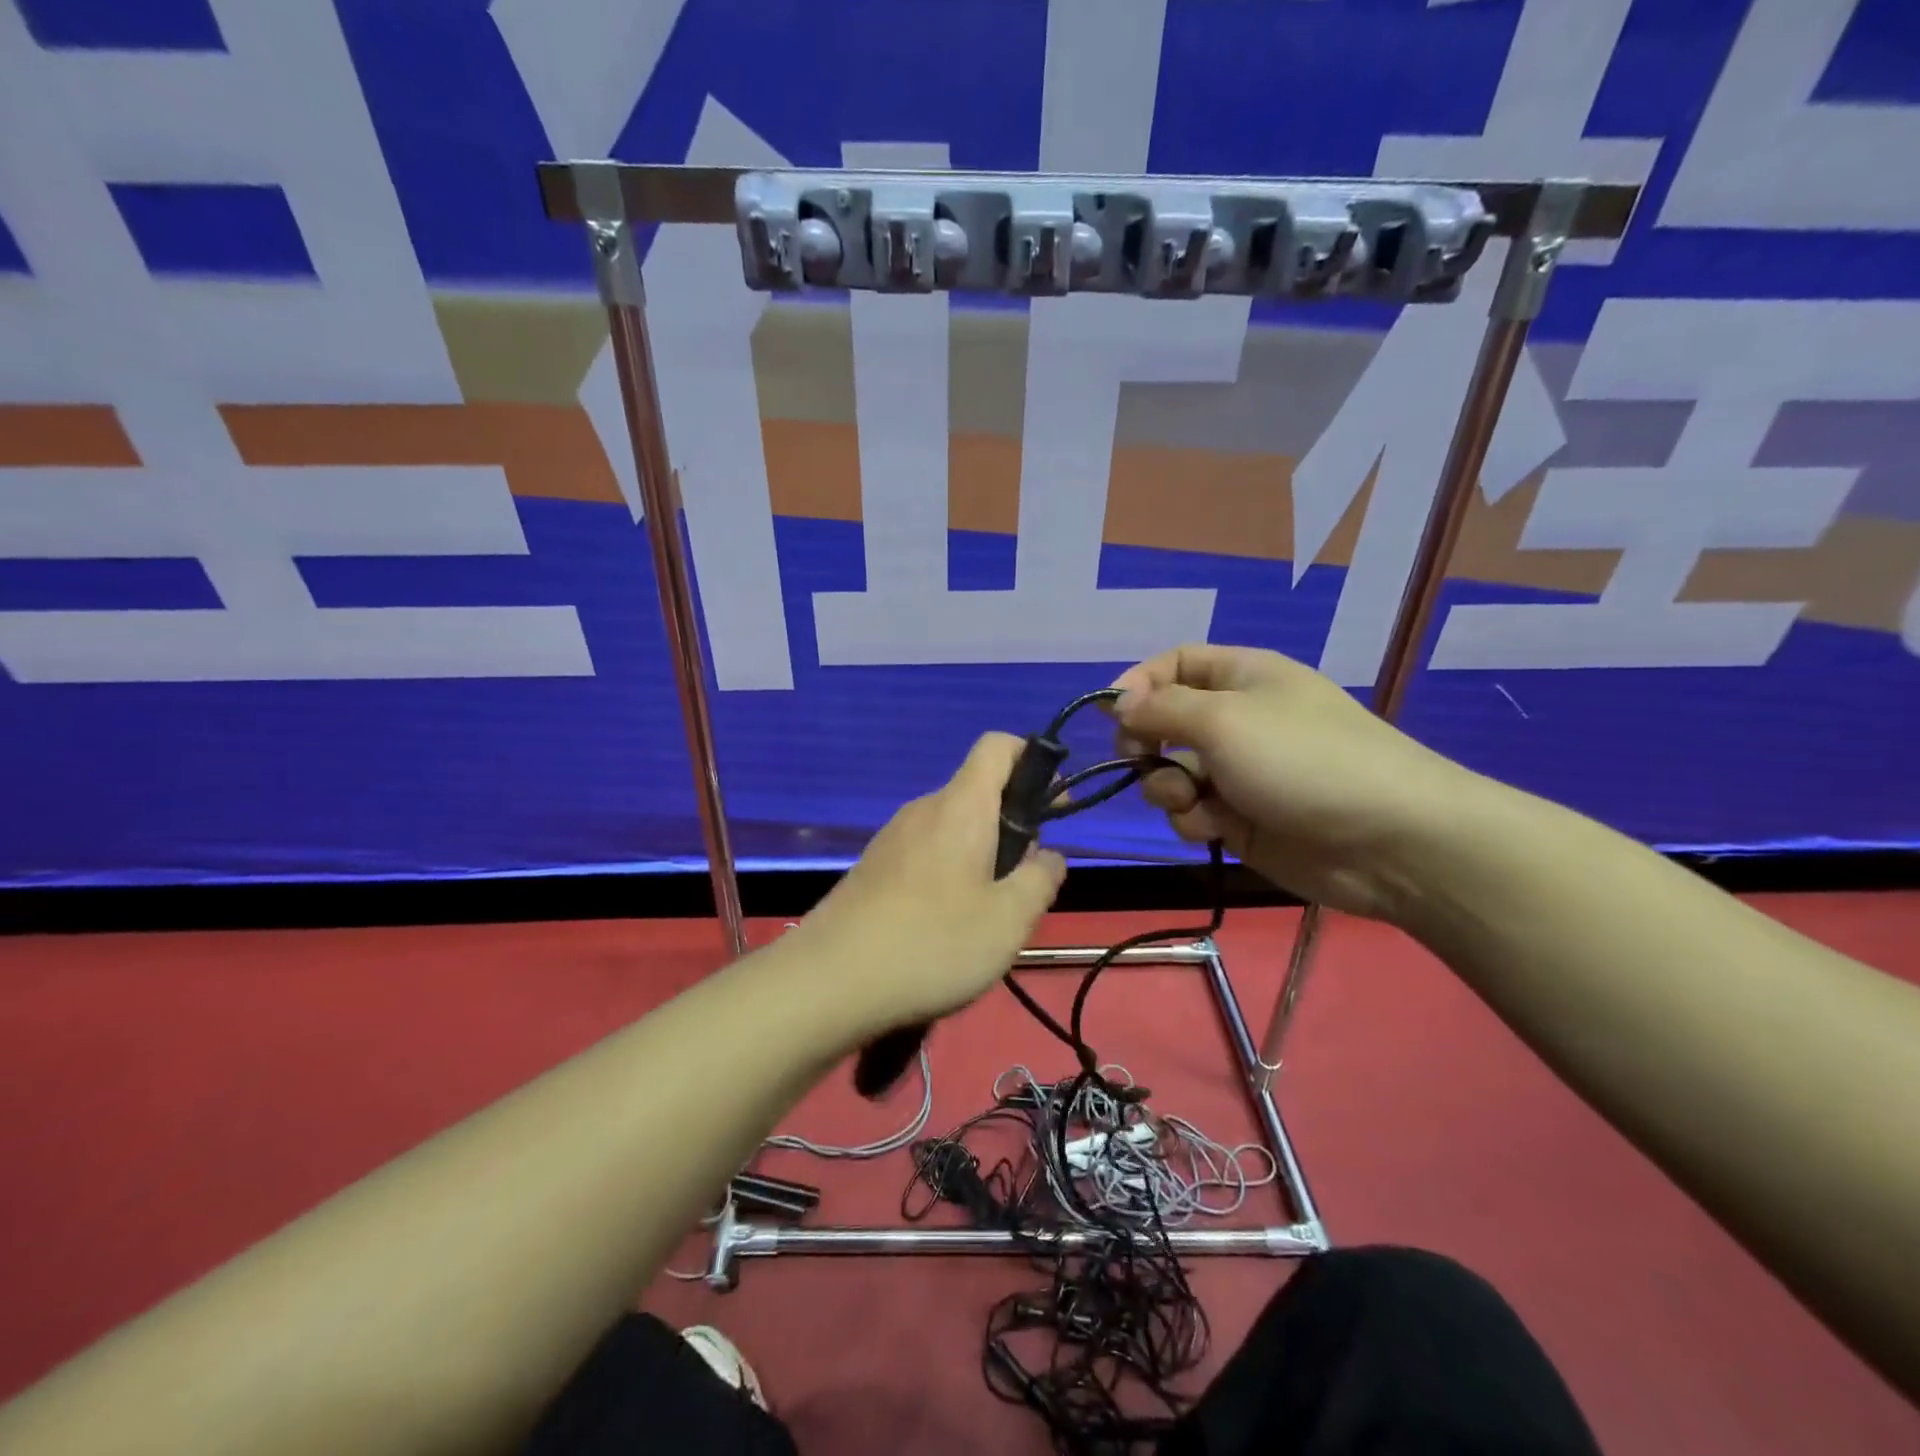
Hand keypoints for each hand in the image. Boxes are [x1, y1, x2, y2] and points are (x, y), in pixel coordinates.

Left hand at [796, 733, 1066, 1035]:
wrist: (828, 982)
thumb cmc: (932, 943)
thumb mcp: (1009, 919)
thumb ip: (1040, 879)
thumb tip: (1049, 856)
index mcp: (961, 807)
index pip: (998, 746)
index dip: (1032, 759)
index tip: (1053, 805)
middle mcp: (924, 810)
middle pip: (978, 794)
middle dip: (1012, 828)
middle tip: (1022, 886)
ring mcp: (892, 838)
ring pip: (953, 830)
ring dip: (981, 858)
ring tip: (985, 918)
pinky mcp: (873, 869)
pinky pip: (925, 855)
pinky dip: (948, 876)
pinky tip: (943, 930)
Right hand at [1111, 644, 1478, 922]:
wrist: (1387, 841)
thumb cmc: (1302, 760)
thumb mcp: (1224, 719)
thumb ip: (1161, 708)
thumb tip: (1118, 701)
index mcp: (1242, 678)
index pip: (1176, 664)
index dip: (1140, 683)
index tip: (1112, 712)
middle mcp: (1238, 721)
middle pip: (1166, 722)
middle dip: (1146, 743)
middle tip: (1140, 759)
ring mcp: (1240, 773)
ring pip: (1173, 773)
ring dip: (1168, 787)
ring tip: (1190, 800)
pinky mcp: (1241, 820)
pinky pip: (1193, 812)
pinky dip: (1193, 819)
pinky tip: (1213, 828)